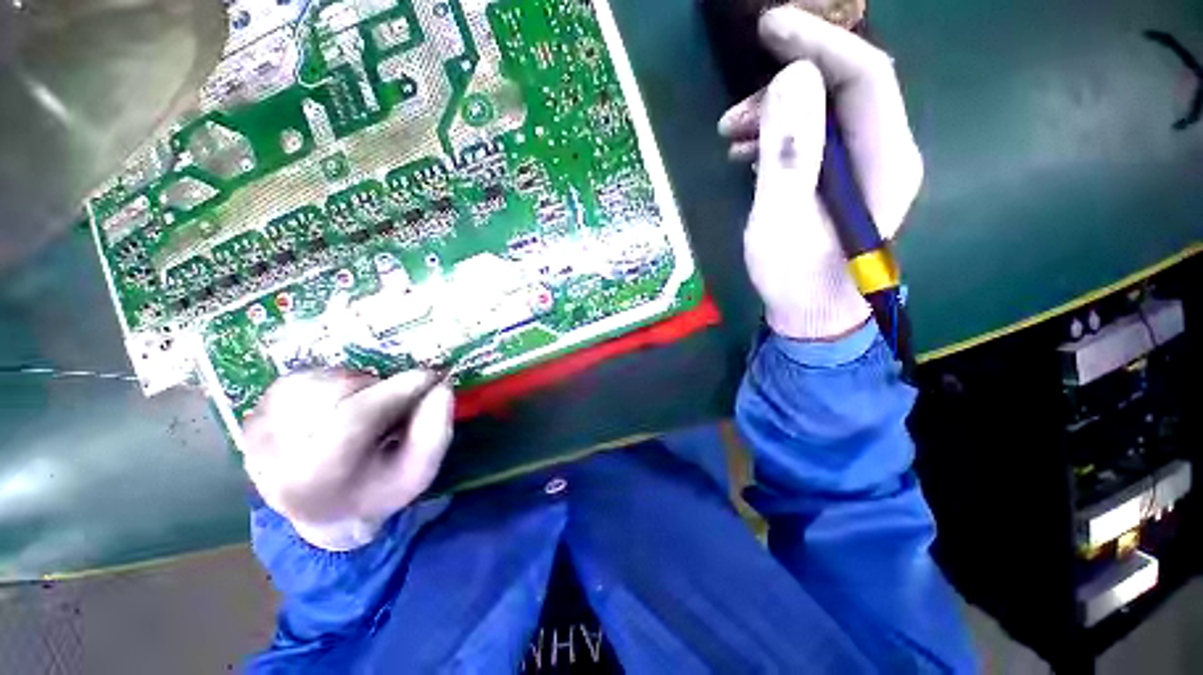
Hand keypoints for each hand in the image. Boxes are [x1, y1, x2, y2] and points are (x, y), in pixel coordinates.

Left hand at [242, 369, 453, 550]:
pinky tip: (340, 405)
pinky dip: (330, 383)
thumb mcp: (419, 471)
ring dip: (355, 386)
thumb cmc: (378, 490)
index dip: (398, 390)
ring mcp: (256, 435)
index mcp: (317, 480)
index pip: (354, 419)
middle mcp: (273, 457)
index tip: (432, 375)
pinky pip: (299, 380)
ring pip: (316, 381)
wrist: (324, 511)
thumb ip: (435, 431)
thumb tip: (441, 385)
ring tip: (366, 409)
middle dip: (378, 390)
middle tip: (395, 405)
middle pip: (335, 394)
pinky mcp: (252, 418)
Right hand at [718, 7, 922, 340]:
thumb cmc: (796, 277)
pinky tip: (747, 154)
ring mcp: (862, 167)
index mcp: (884, 159)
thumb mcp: (780, 221)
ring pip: (822, 114)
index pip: (864, 74)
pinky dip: (778, 137)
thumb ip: (789, 155)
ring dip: (774, 115)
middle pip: (840, 90)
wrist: (811, 313)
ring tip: (730, 137)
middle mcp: (883, 153)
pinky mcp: (839, 180)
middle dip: (783, 89)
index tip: (769, 26)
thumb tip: (792, 80)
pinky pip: (813, 139)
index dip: (818, 43)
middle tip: (732, 116)